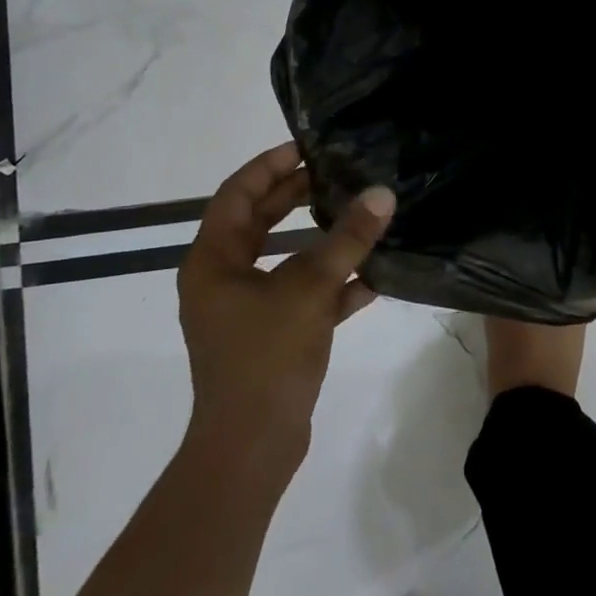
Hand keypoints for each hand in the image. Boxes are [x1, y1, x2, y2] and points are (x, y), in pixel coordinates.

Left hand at [176, 142, 393, 471]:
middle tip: (337, 173)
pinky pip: (301, 294)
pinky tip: (372, 278)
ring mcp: (245, 309)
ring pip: (284, 258)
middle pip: (260, 222)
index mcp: (213, 260)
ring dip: (320, 239)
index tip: (307, 147)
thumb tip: (382, 194)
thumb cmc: (266, 356)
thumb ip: (347, 239)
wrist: (253, 447)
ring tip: (358, 214)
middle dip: (297, 196)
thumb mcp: (310, 288)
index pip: (237, 193)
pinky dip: (331, 283)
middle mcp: (222, 279)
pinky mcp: (270, 335)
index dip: (270, 165)